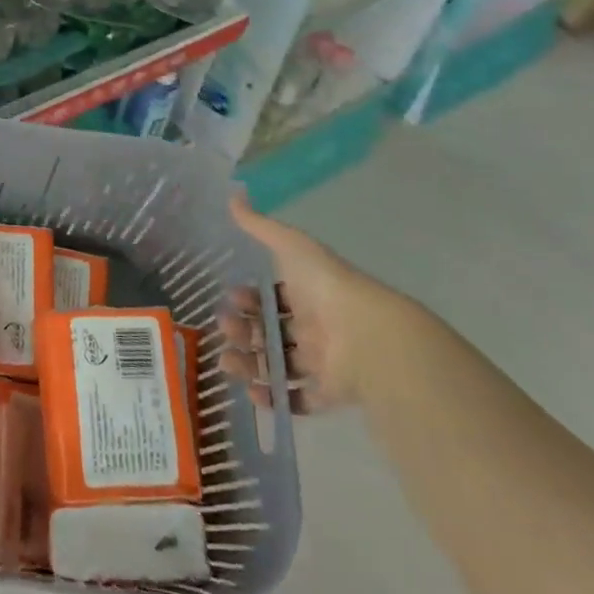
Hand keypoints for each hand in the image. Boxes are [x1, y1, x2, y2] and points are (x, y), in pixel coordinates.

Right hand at [218, 188, 405, 413]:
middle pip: (269, 331)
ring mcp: (322, 361)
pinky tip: (254, 392)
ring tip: (227, 364)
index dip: (247, 299)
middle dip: (241, 331)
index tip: (231, 298)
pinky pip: (299, 399)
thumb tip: (233, 193)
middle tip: (225, 330)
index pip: (270, 297)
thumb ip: (259, 225)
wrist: (367, 335)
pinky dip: (276, 399)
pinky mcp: (329, 392)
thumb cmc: (325, 286)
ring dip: (249, 364)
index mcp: (305, 293)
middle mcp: (312, 326)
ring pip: (277, 363)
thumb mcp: (289, 245)